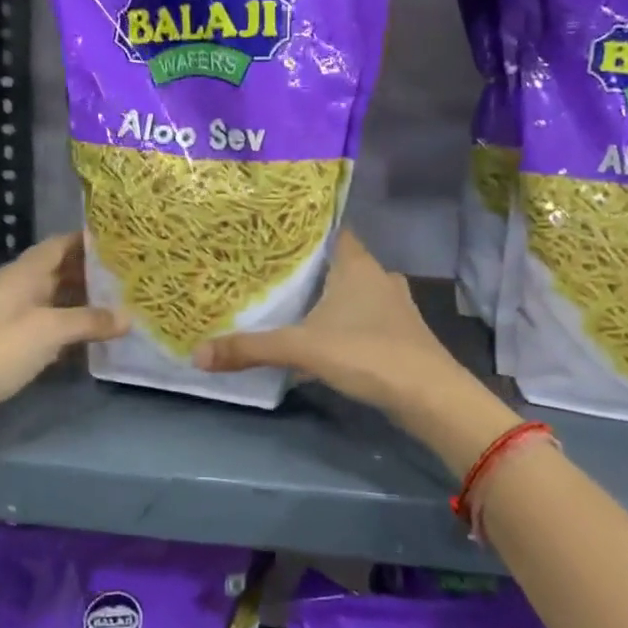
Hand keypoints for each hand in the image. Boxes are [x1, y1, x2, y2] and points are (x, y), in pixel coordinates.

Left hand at [0, 232, 124, 446]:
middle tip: (135, 279)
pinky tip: (97, 341)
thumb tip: (129, 317)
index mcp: (25, 273)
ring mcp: (15, 318)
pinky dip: (73, 332)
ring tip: (126, 307)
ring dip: (87, 304)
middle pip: (62, 272)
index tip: (127, 244)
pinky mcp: (12, 346)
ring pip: (58, 302)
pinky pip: (51, 330)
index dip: (91, 241)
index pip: (62, 244)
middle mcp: (21, 289)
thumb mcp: (49, 330)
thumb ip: (90, 321)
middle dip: (96, 274)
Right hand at [193, 231, 465, 420]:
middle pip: (340, 262)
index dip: (307, 230)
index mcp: (357, 264)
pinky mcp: (402, 334)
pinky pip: (366, 317)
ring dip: (330, 298)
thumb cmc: (367, 353)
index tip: (275, 235)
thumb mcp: (302, 349)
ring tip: (292, 304)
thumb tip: (197, 354)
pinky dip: (345, 322)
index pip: (333, 230)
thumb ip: (250, 349)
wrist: (430, 397)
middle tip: (272, 272)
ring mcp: (395, 306)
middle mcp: (379, 277)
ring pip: (354, 292)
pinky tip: (324, 339)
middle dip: (311, 268)